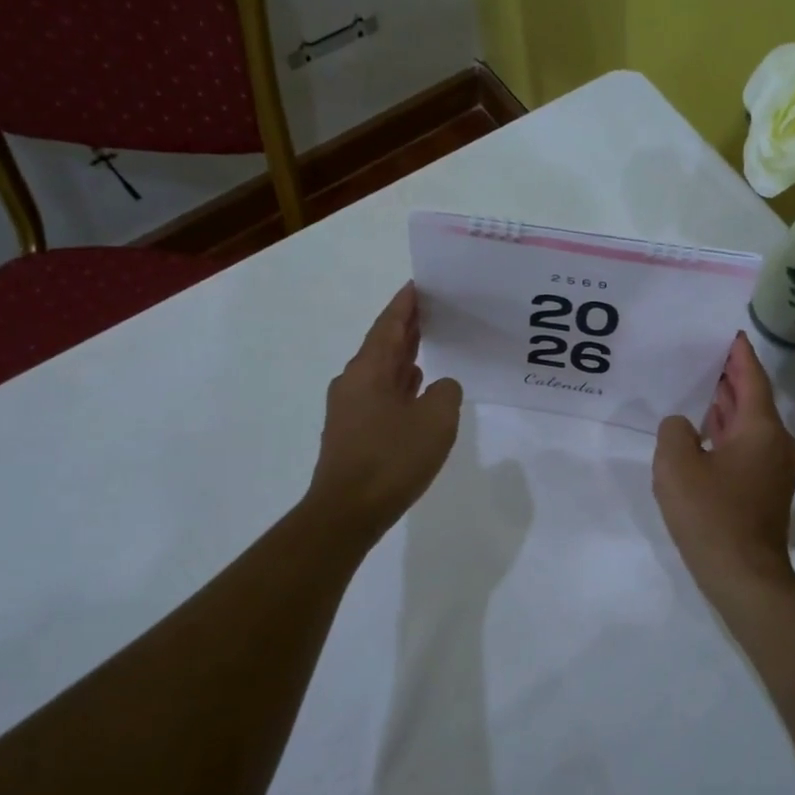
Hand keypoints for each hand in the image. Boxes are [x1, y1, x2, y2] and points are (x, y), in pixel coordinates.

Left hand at [308, 283, 462, 540]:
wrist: (347, 511)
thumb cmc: (392, 458)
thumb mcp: (436, 420)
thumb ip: (446, 393)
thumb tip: (440, 387)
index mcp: (369, 369)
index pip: (389, 324)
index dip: (405, 303)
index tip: (420, 284)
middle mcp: (354, 382)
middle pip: (382, 344)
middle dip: (407, 327)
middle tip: (434, 309)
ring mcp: (350, 408)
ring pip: (380, 371)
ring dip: (404, 356)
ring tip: (431, 344)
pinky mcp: (352, 432)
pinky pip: (380, 395)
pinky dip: (400, 385)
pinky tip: (417, 390)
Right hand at [652, 332, 794, 604]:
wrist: (743, 575)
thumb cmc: (711, 514)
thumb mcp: (676, 465)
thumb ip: (674, 432)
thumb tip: (683, 427)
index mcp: (760, 429)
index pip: (752, 379)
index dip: (740, 355)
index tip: (730, 333)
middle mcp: (774, 443)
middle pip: (753, 400)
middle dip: (731, 378)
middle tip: (706, 356)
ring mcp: (772, 469)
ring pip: (749, 426)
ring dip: (728, 407)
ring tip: (702, 388)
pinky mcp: (764, 490)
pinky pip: (746, 448)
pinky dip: (727, 433)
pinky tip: (704, 435)